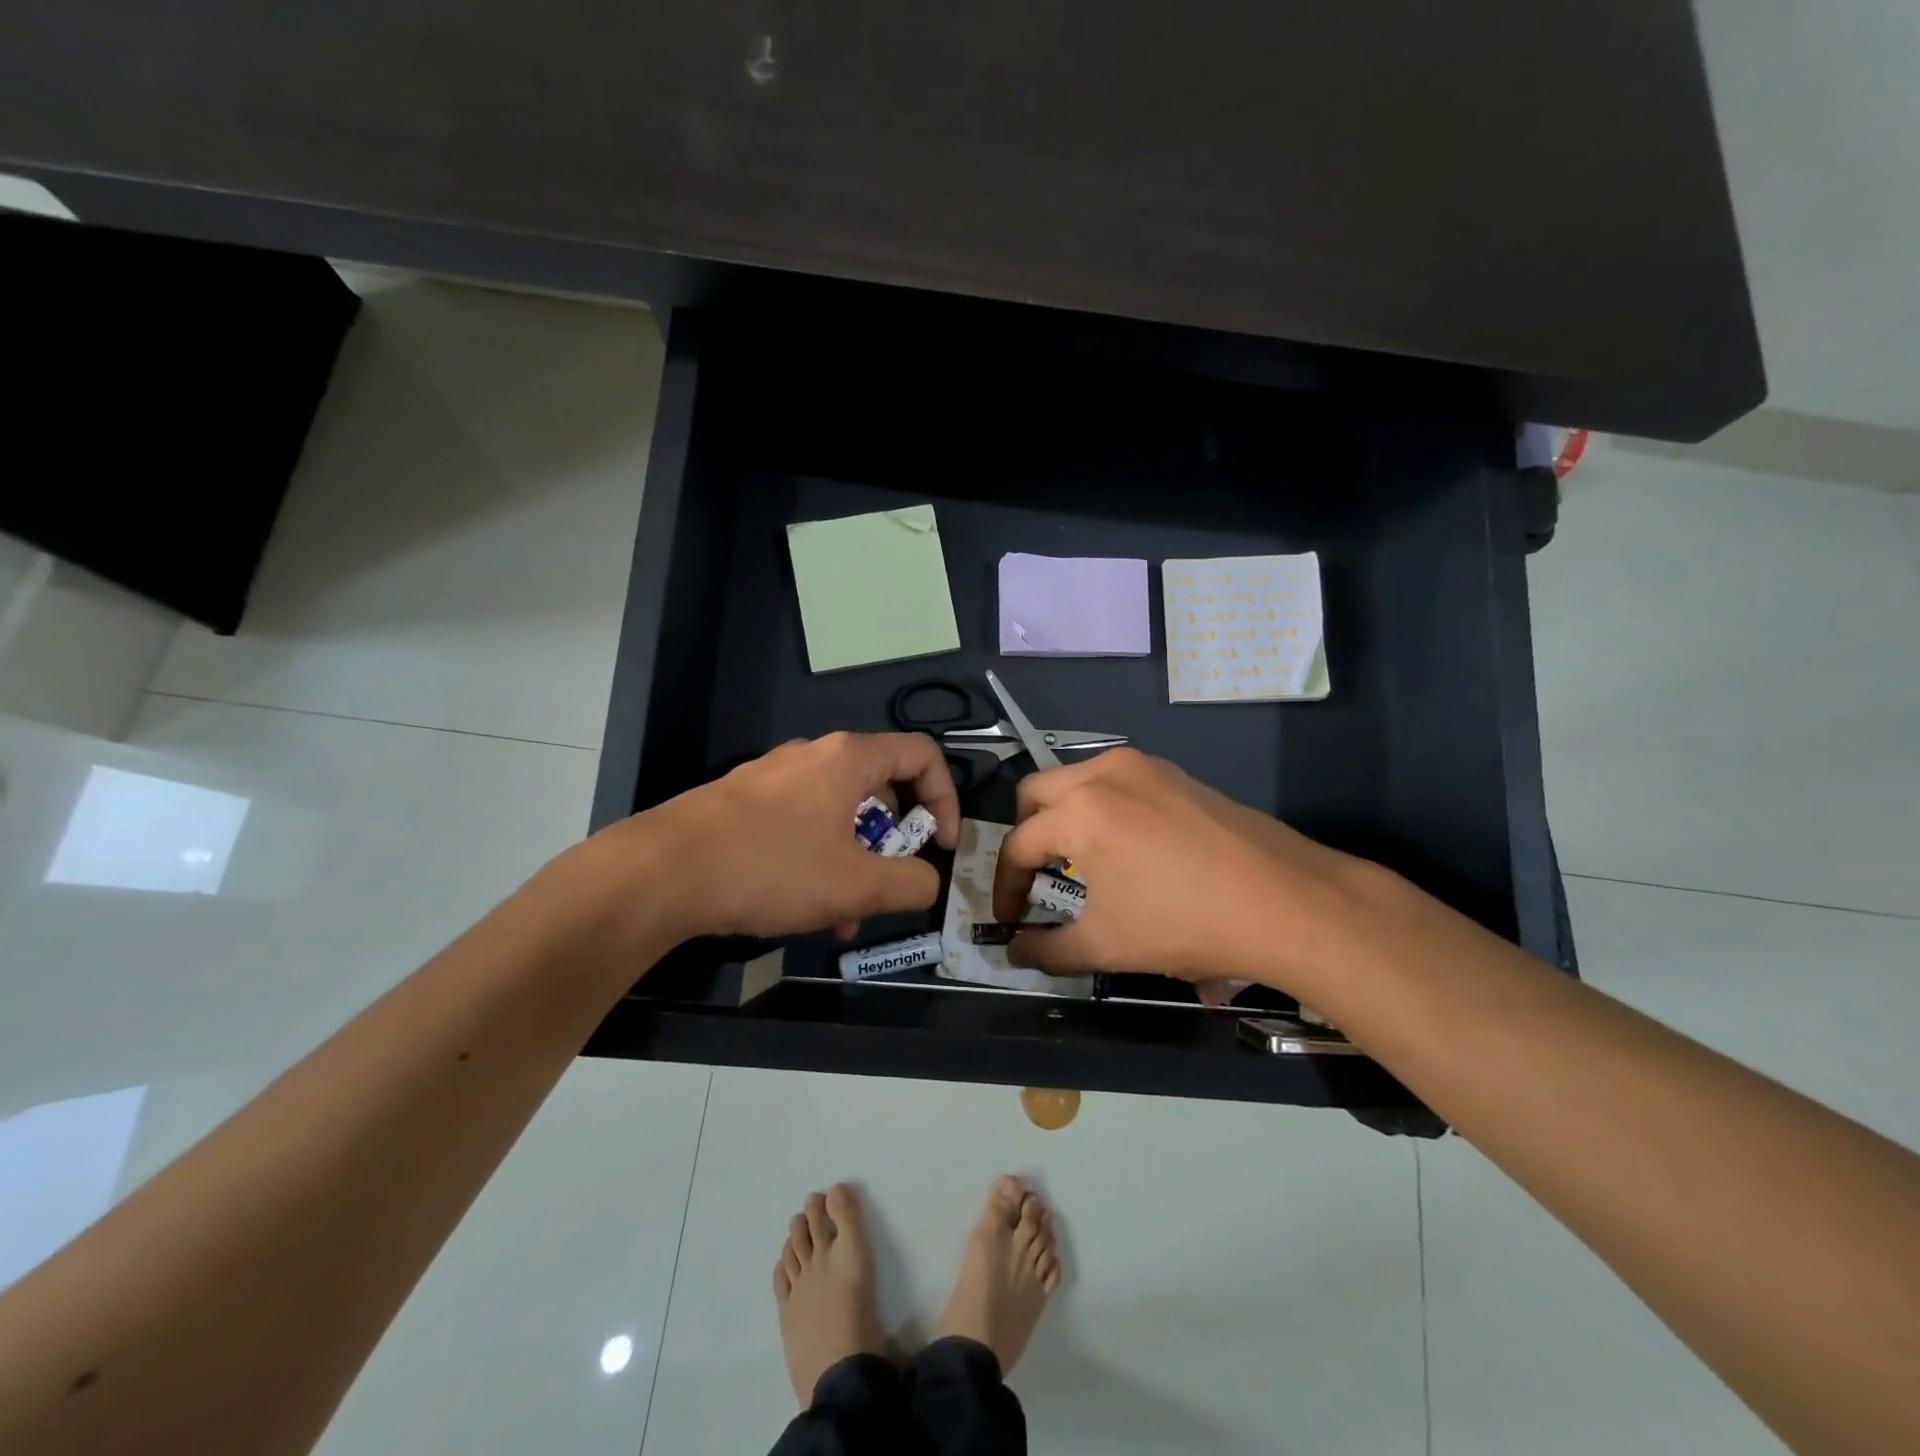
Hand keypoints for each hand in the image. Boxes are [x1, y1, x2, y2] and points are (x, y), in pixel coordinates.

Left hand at [596, 731, 961, 942]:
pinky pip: (802, 824)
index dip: (946, 799)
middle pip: (881, 788)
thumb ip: (911, 884)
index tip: (943, 847)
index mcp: (848, 758)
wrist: (660, 873)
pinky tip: (802, 908)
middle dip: (896, 843)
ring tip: (843, 916)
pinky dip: (818, 859)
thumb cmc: (771, 868)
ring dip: (855, 861)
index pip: (923, 755)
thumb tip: (929, 881)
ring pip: (839, 814)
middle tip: (889, 887)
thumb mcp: (855, 886)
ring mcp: (774, 776)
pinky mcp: (744, 802)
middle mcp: (813, 755)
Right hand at [989, 748, 1375, 995]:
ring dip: (1063, 816)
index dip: (1005, 886)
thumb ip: (1047, 950)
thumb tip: (1015, 952)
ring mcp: (1144, 766)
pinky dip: (1101, 807)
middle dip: (1026, 836)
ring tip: (1079, 862)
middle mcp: (1104, 773)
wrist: (1287, 902)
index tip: (1008, 920)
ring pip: (1077, 780)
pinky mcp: (1176, 773)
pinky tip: (1126, 848)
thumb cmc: (1185, 923)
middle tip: (1036, 878)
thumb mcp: (1106, 945)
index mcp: (1079, 810)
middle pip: (1036, 793)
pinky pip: (1116, 781)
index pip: (1018, 845)